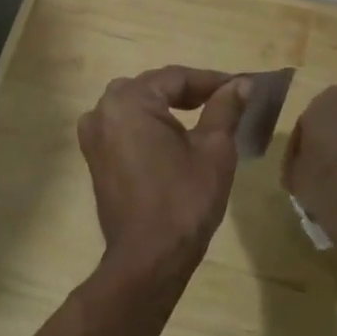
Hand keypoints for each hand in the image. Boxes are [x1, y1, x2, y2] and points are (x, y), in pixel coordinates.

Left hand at [77, 67, 251, 274]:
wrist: (149, 257)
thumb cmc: (184, 200)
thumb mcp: (214, 149)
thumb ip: (225, 108)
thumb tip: (241, 85)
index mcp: (129, 101)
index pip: (176, 78)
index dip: (212, 80)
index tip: (242, 86)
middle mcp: (102, 111)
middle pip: (153, 88)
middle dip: (190, 91)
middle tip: (226, 99)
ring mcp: (94, 135)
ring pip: (137, 106)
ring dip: (168, 106)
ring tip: (205, 114)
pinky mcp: (95, 158)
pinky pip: (125, 127)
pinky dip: (150, 125)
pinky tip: (175, 136)